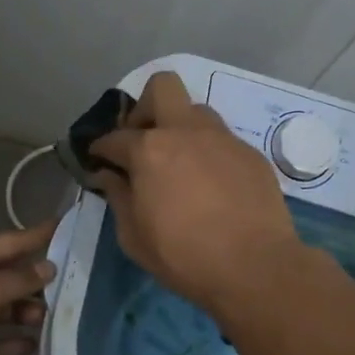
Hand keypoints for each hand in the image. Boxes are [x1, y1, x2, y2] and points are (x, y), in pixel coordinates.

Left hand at [0, 220, 57, 354]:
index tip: (63, 228)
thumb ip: (19, 279)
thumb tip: (47, 268)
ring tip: (47, 321)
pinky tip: (30, 347)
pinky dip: (3, 341)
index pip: (3, 240)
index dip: (35, 237)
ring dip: (18, 315)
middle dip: (28, 285)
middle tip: (63, 289)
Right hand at [90, 72, 301, 313]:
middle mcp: (186, 132)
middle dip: (145, 107)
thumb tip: (109, 176)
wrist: (255, 267)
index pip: (114, 137)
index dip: (100, 148)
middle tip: (143, 141)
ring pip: (197, 111)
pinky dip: (209, 154)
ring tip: (180, 164)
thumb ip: (118, 198)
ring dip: (181, 129)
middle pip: (162, 87)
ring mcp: (223, 139)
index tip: (99, 160)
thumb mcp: (134, 237)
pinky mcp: (251, 154)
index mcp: (149, 150)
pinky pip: (222, 141)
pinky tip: (212, 186)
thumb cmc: (184, 256)